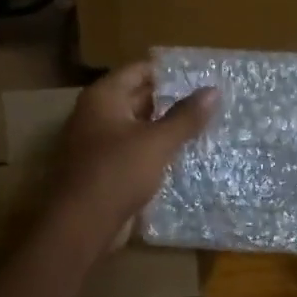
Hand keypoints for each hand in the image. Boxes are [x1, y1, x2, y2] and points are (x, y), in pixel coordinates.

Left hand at [51, 62, 218, 244]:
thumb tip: (213, 90)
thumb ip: (185, 116)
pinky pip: (134, 152)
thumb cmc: (117, 173)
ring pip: (138, 127)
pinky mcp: (105, 170)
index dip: (168, 71)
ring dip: (165, 127)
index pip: (138, 70)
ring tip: (204, 125)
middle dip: (170, 99)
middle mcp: (96, 115)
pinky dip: (155, 151)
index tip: (200, 75)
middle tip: (208, 100)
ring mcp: (98, 144)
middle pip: (137, 97)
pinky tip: (184, 155)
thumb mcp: (157, 142)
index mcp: (103, 98)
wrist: (82, 225)